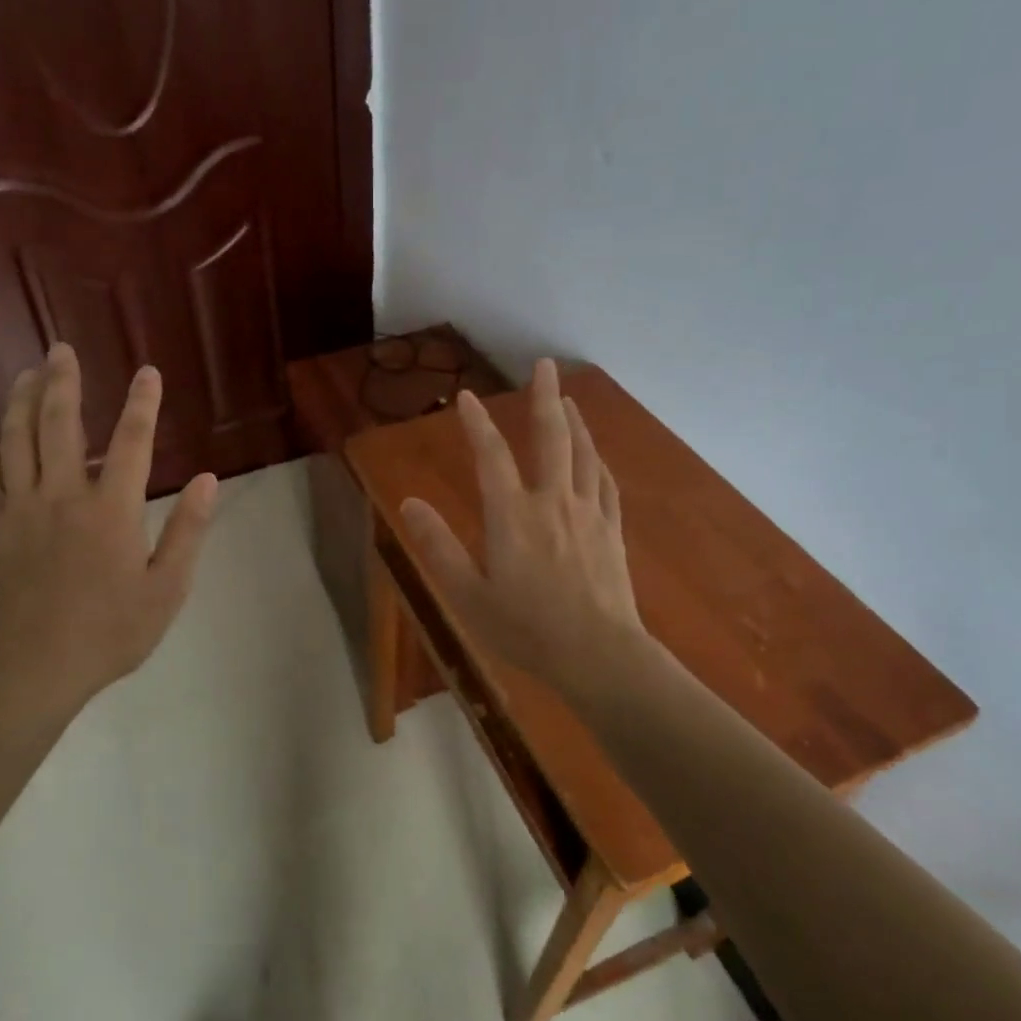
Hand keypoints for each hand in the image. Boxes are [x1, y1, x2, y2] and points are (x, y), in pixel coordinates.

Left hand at [0, 343, 217, 708]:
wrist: (32, 670)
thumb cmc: (110, 632)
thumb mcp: (167, 589)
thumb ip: (188, 530)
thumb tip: (209, 479)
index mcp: (110, 510)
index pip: (131, 441)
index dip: (142, 403)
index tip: (147, 372)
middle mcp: (62, 496)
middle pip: (59, 424)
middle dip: (62, 381)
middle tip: (61, 348)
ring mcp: (19, 511)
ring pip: (14, 441)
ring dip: (19, 402)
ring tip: (25, 374)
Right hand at [400, 359, 648, 696]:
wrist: (600, 655)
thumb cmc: (527, 629)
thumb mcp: (468, 595)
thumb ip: (438, 546)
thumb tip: (409, 503)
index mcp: (512, 515)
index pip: (491, 456)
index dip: (477, 424)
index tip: (466, 397)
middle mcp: (551, 502)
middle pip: (550, 438)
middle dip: (543, 398)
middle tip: (544, 365)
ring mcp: (587, 513)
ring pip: (582, 453)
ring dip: (573, 421)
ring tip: (566, 398)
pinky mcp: (611, 531)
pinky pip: (604, 483)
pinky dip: (596, 461)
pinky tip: (595, 455)